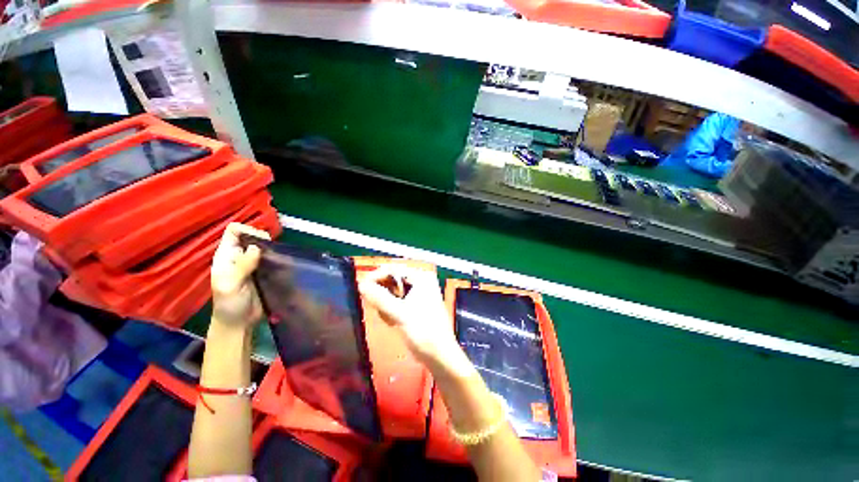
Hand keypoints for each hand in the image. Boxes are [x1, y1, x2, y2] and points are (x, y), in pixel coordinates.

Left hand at [211, 223, 270, 328]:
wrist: (239, 323)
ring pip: (263, 247)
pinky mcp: (264, 272)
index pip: (234, 231)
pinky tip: (282, 262)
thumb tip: (256, 247)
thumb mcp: (231, 286)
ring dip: (272, 249)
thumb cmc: (229, 305)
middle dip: (263, 239)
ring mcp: (252, 264)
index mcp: (226, 256)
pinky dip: (277, 258)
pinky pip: (271, 259)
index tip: (261, 241)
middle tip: (272, 251)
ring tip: (279, 256)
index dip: (247, 230)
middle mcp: (239, 256)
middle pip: (251, 236)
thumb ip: (242, 266)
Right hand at [358, 266, 462, 368]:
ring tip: (389, 319)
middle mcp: (421, 280)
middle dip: (382, 293)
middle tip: (377, 308)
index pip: (393, 268)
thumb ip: (379, 298)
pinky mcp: (417, 304)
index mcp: (421, 277)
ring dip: (386, 304)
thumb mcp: (399, 314)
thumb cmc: (423, 332)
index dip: (376, 276)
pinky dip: (392, 309)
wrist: (440, 355)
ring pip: (393, 291)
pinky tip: (393, 322)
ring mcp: (420, 292)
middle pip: (393, 279)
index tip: (361, 289)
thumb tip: (361, 284)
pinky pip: (398, 300)